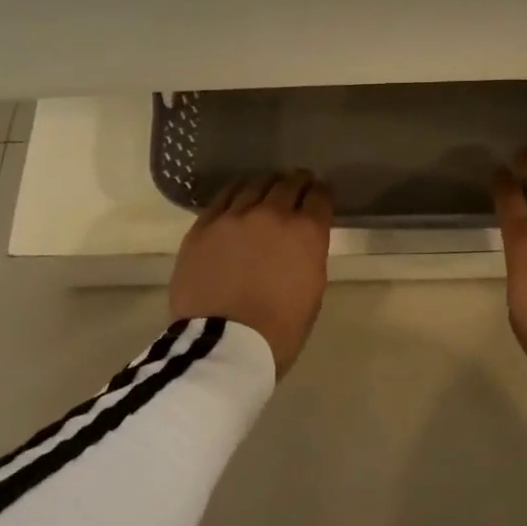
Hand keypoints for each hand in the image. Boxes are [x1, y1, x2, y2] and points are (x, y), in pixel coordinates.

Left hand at [170, 171, 333, 377]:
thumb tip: (301, 244)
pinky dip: (235, 192)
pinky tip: (238, 193)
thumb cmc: (279, 329)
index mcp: (306, 233)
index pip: (320, 198)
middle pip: (288, 185)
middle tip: (299, 183)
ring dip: (267, 184)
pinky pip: (222, 198)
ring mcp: (234, 217)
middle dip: (298, 182)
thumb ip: (309, 257)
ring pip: (254, 186)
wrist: (223, 343)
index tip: (321, 194)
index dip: (322, 193)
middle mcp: (272, 214)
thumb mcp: (313, 292)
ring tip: (268, 185)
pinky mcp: (203, 227)